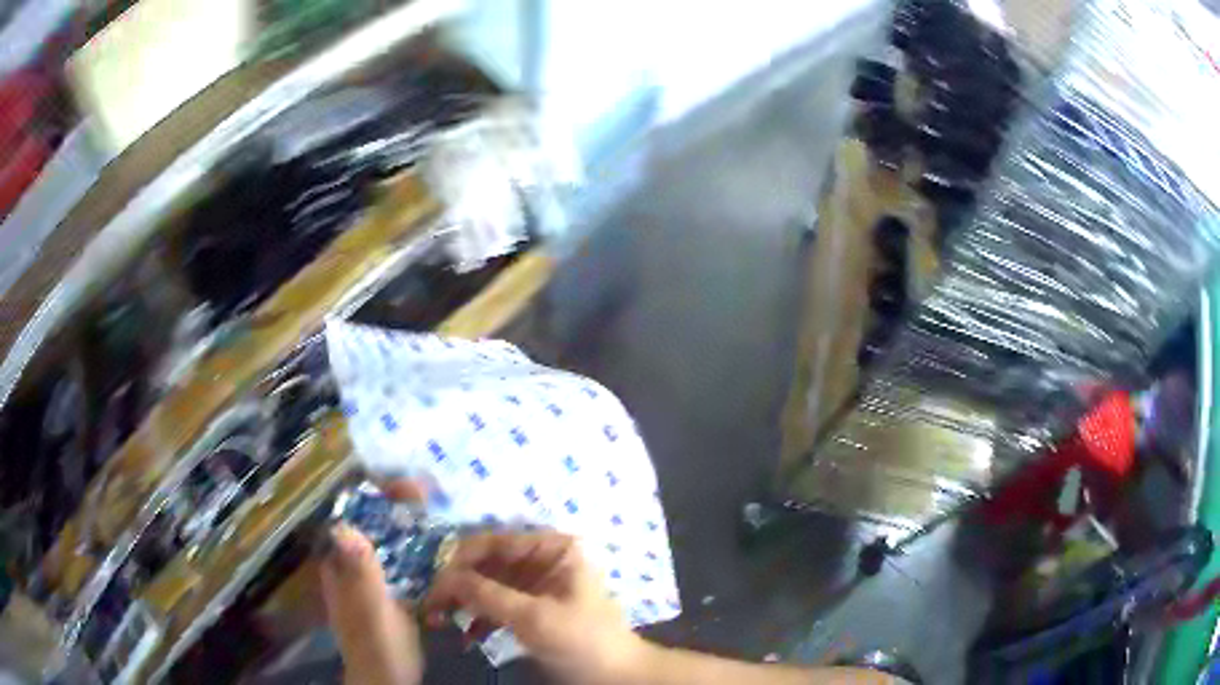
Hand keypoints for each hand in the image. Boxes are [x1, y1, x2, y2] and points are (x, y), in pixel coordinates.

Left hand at [319, 480, 427, 684]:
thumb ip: (361, 572)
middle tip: (428, 494)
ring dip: (411, 528)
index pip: (353, 518)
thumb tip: (343, 524)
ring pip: (391, 545)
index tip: (404, 487)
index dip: (374, 498)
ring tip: (439, 514)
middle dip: (397, 508)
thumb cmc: (377, 646)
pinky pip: (406, 567)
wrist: (390, 681)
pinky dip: (421, 555)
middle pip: (373, 527)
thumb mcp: (371, 610)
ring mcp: (375, 583)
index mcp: (341, 567)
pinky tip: (443, 552)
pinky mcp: (394, 597)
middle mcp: (354, 568)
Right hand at [422, 532, 647, 684]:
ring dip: (463, 602)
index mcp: (553, 548)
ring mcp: (537, 586)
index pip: (496, 542)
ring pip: (488, 585)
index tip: (434, 580)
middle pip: (488, 563)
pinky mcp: (531, 610)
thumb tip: (442, 577)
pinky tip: (466, 636)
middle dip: (458, 584)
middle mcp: (542, 560)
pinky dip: (479, 619)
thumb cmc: (583, 640)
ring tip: (438, 621)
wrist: (616, 677)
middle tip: (430, 606)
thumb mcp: (534, 617)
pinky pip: (496, 605)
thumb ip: (487, 594)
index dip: (461, 558)